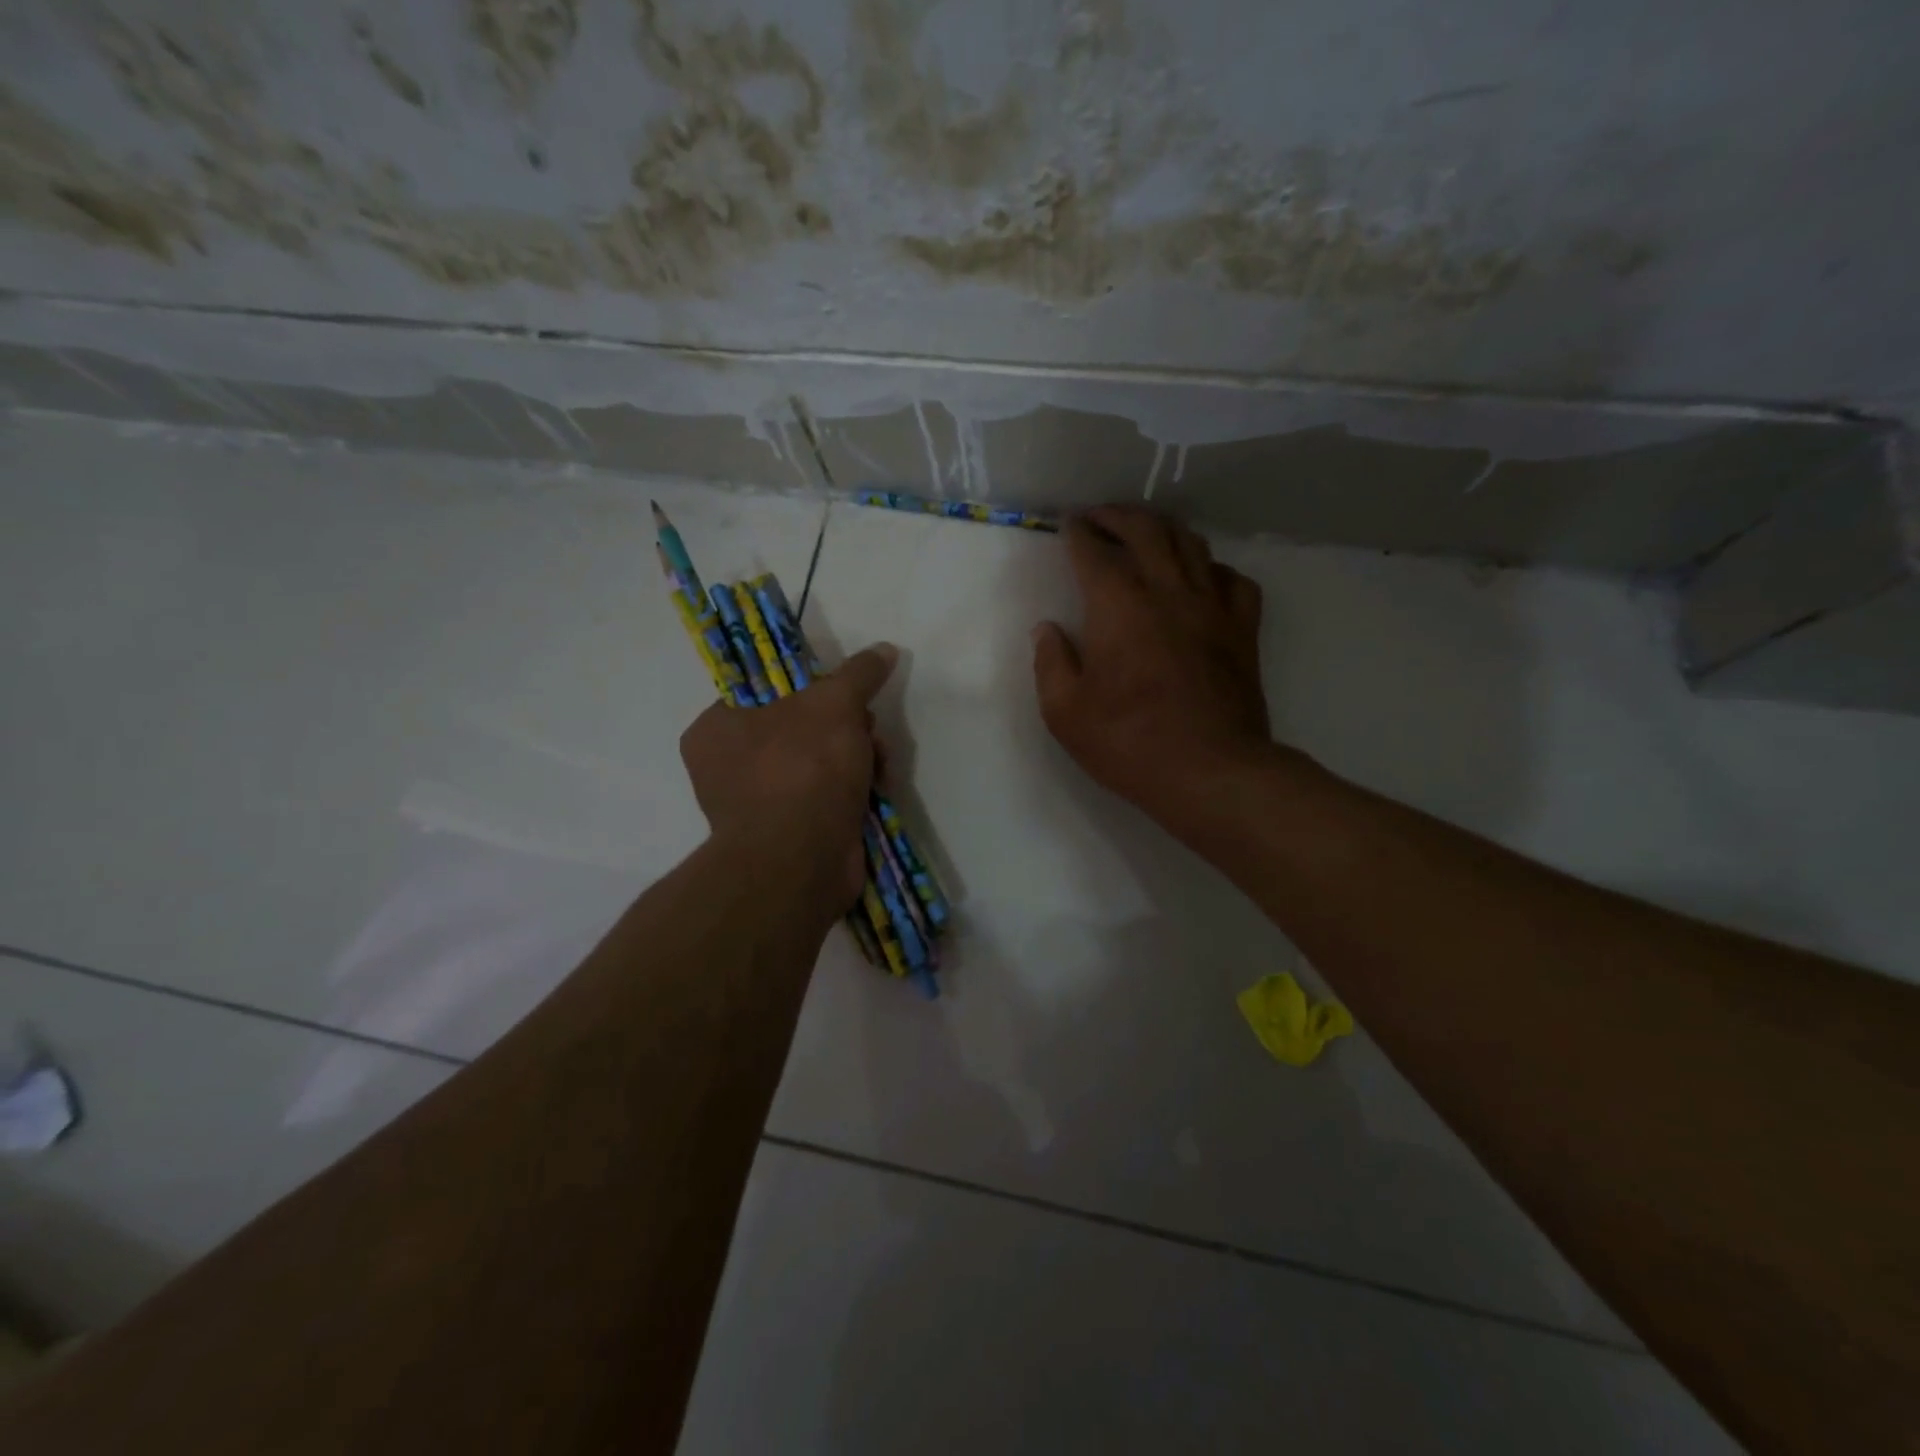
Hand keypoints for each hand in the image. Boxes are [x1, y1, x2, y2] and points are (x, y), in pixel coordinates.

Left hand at [680, 644, 897, 908]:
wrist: (801, 862)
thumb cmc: (802, 769)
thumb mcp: (835, 704)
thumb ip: (858, 673)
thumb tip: (885, 649)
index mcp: (715, 729)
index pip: (765, 692)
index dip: (811, 687)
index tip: (843, 694)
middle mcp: (728, 768)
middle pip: (800, 727)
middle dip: (846, 727)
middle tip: (867, 731)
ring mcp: (759, 805)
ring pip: (819, 763)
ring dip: (857, 758)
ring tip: (878, 766)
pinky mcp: (789, 836)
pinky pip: (825, 798)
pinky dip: (852, 792)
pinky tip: (876, 791)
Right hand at [1033, 506, 1269, 826]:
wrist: (1209, 772)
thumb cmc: (1128, 743)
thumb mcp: (1065, 712)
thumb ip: (1050, 662)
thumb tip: (1047, 629)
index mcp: (1118, 606)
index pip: (1094, 551)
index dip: (1078, 532)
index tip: (1068, 524)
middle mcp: (1167, 591)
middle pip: (1146, 530)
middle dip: (1119, 515)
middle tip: (1100, 516)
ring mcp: (1212, 607)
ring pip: (1192, 544)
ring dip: (1164, 529)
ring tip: (1146, 532)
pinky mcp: (1243, 630)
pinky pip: (1233, 580)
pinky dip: (1212, 569)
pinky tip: (1201, 578)